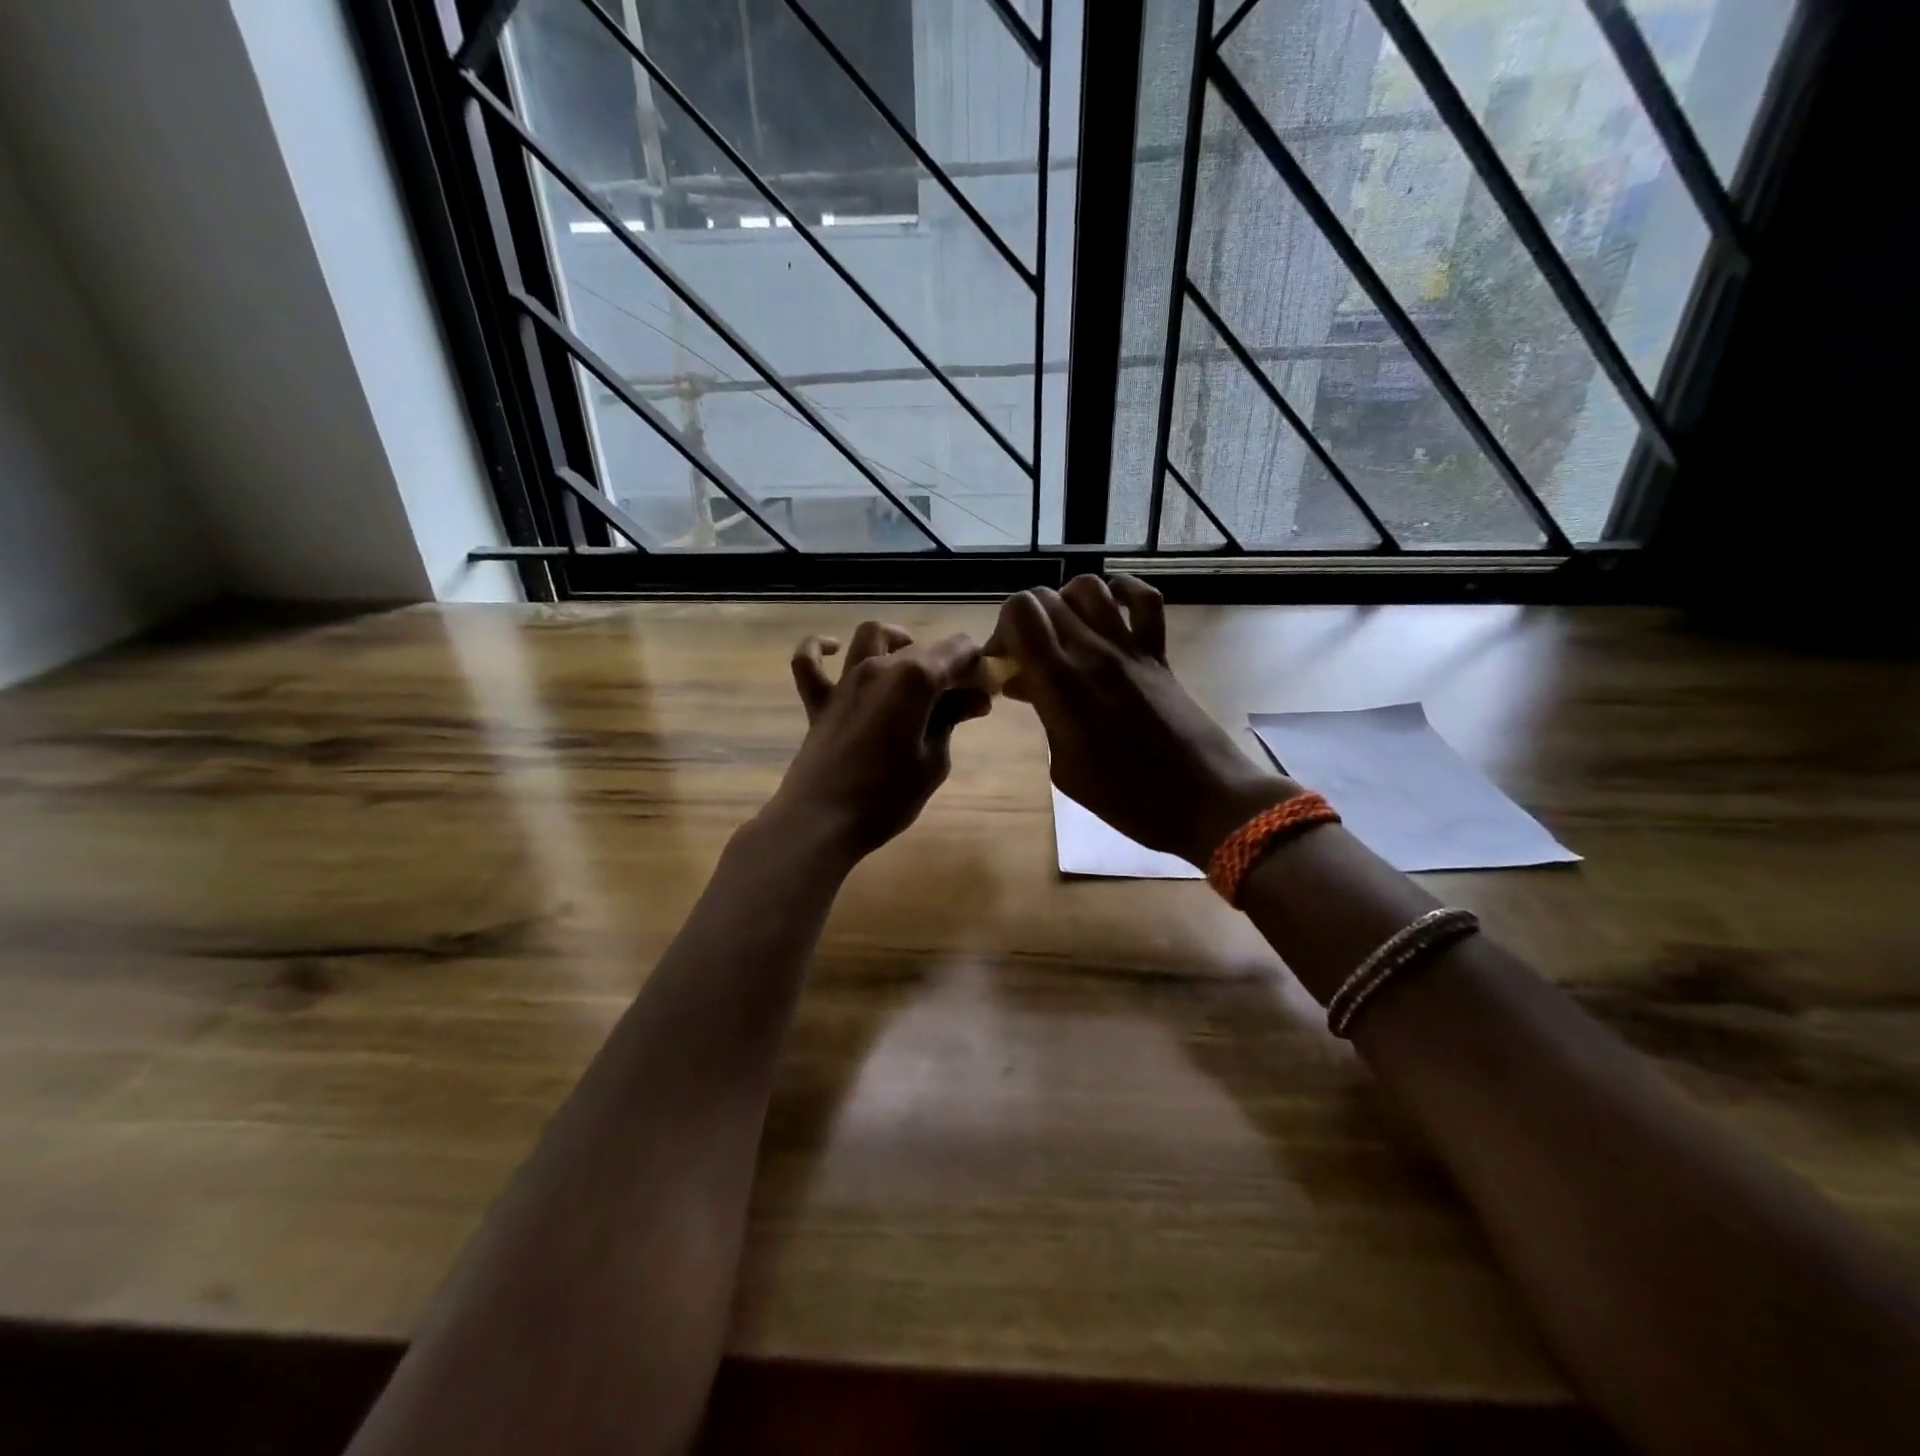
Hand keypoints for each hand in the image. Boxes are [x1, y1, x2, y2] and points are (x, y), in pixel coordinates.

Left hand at [767, 622, 990, 862]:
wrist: (823, 821)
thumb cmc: (887, 796)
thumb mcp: (933, 761)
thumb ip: (951, 720)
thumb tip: (976, 698)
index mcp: (915, 678)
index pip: (958, 650)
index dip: (976, 666)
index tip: (985, 691)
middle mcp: (879, 667)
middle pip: (922, 647)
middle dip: (949, 663)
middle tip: (963, 699)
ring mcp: (845, 681)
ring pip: (871, 636)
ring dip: (897, 642)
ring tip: (912, 665)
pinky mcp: (819, 701)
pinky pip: (810, 662)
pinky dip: (821, 648)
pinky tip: (836, 649)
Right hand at [988, 575, 1295, 864]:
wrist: (1203, 799)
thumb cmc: (1126, 797)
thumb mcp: (1065, 768)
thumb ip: (1042, 716)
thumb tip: (1025, 683)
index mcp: (1061, 684)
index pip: (1021, 615)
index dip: (1002, 630)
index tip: (1003, 662)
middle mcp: (1093, 653)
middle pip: (1045, 598)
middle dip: (1023, 620)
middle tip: (1026, 655)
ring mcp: (1130, 648)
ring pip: (1089, 588)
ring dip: (1065, 602)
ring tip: (1063, 634)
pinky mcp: (1158, 653)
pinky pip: (1145, 600)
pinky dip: (1124, 592)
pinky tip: (1111, 608)